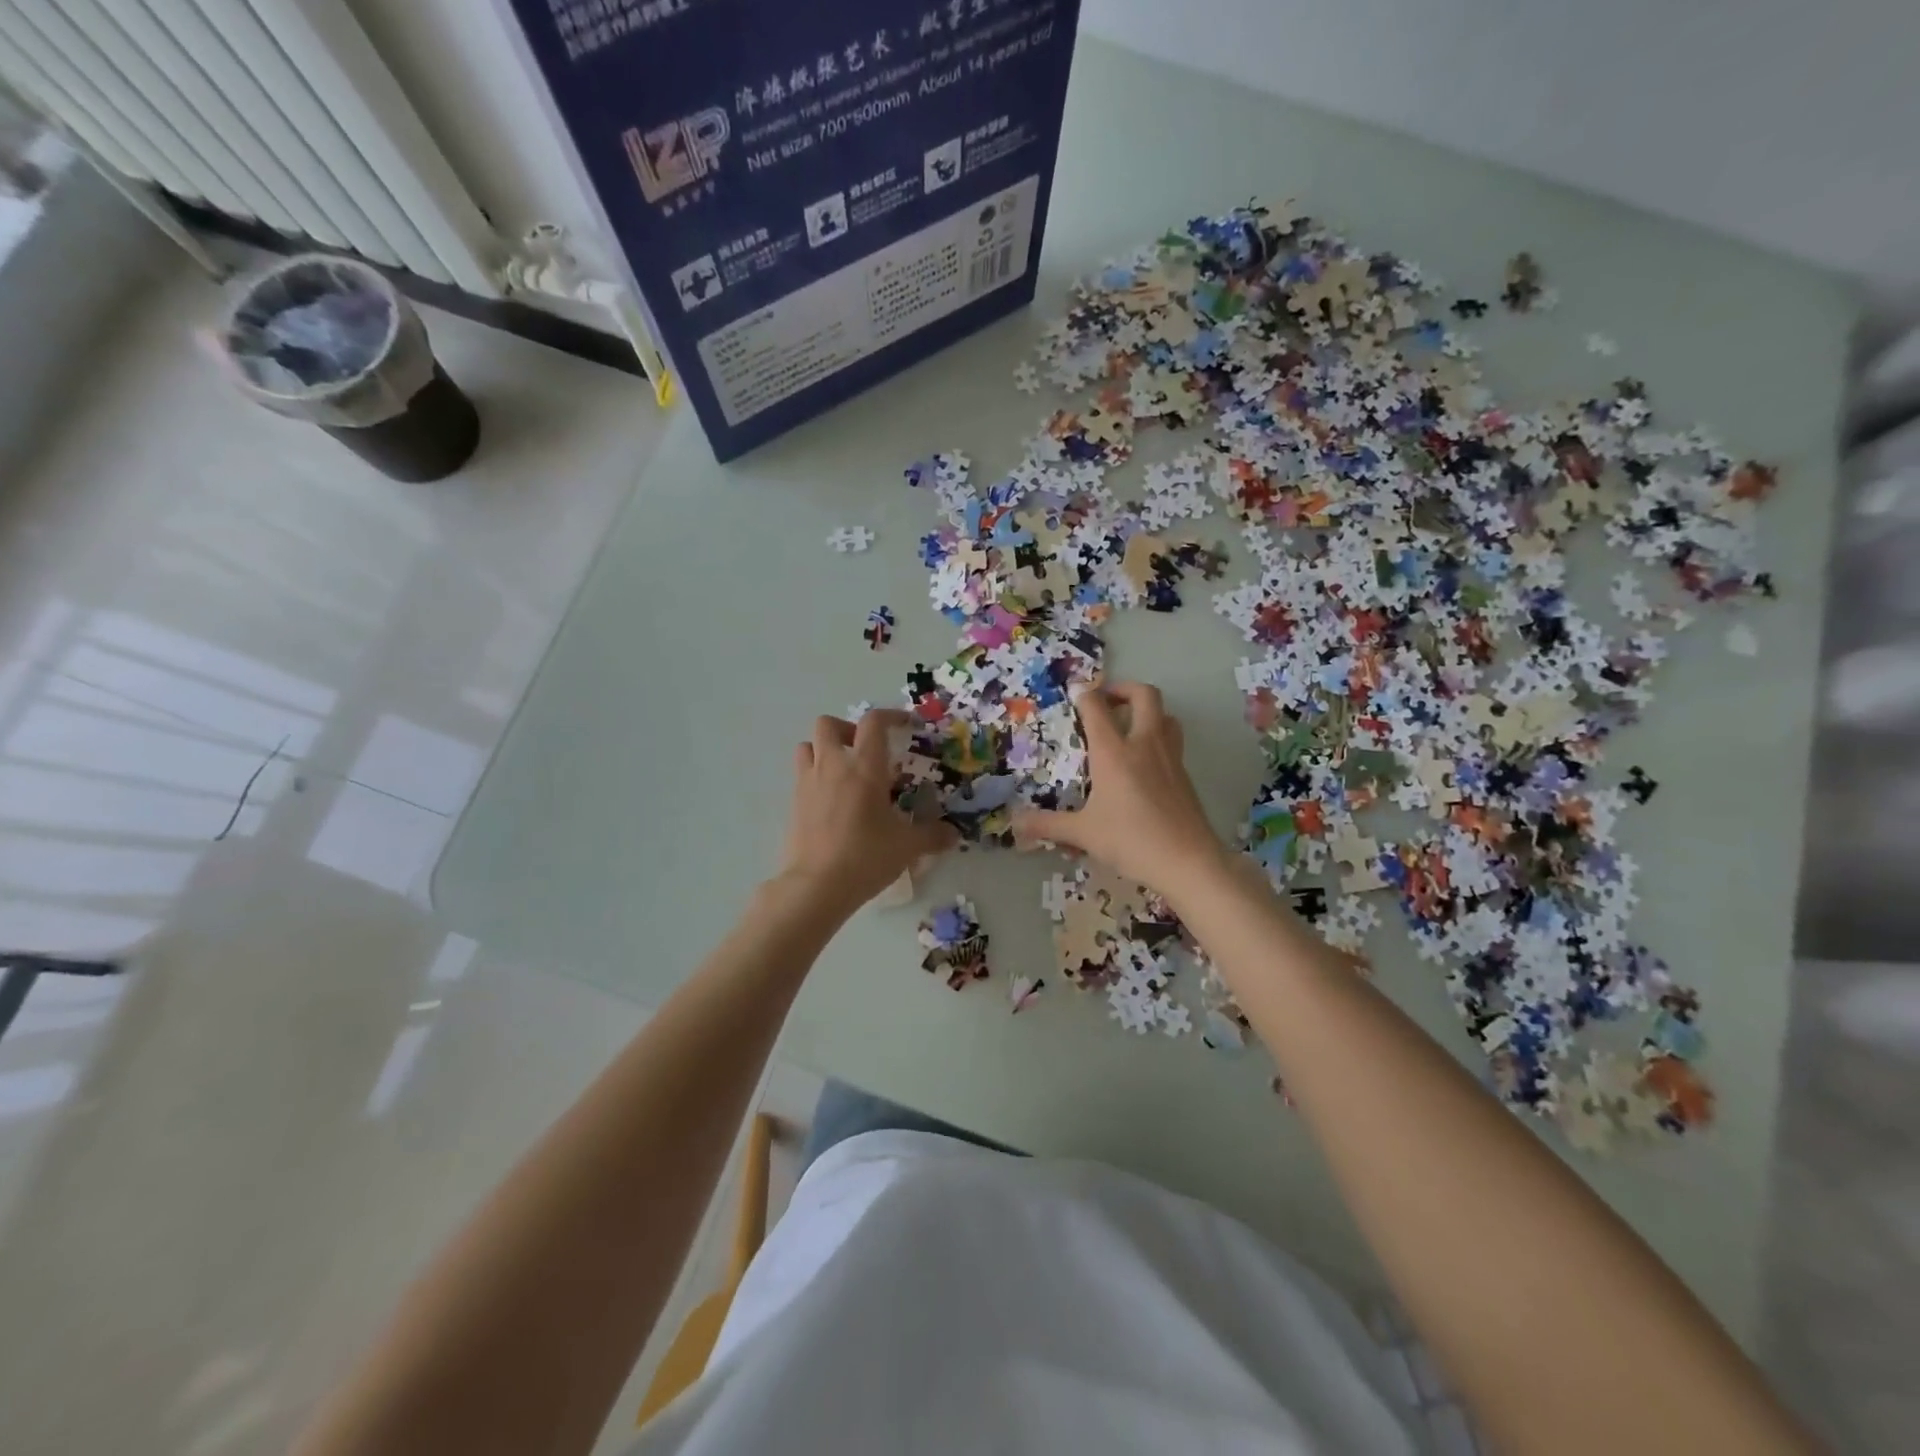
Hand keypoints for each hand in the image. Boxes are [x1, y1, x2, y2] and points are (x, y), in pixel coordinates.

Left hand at [775, 710, 957, 913]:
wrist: (816, 886)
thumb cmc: (866, 856)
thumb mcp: (908, 847)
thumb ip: (932, 835)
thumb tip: (952, 834)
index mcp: (864, 768)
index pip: (873, 722)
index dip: (890, 716)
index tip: (904, 725)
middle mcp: (832, 766)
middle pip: (828, 724)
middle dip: (847, 729)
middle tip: (865, 751)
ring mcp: (808, 783)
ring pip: (807, 746)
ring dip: (824, 750)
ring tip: (843, 773)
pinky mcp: (793, 804)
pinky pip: (801, 776)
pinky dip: (815, 777)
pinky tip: (832, 802)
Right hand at [1011, 682, 1228, 901]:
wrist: (1187, 861)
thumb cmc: (1131, 840)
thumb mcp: (1082, 833)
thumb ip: (1047, 824)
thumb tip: (1015, 823)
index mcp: (1114, 752)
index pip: (1096, 707)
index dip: (1084, 695)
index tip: (1074, 695)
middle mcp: (1144, 744)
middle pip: (1143, 694)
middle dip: (1123, 689)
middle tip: (1106, 701)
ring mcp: (1170, 757)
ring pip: (1165, 714)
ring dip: (1147, 711)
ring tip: (1128, 727)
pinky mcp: (1184, 774)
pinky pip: (1172, 740)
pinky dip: (1157, 737)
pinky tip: (1144, 763)